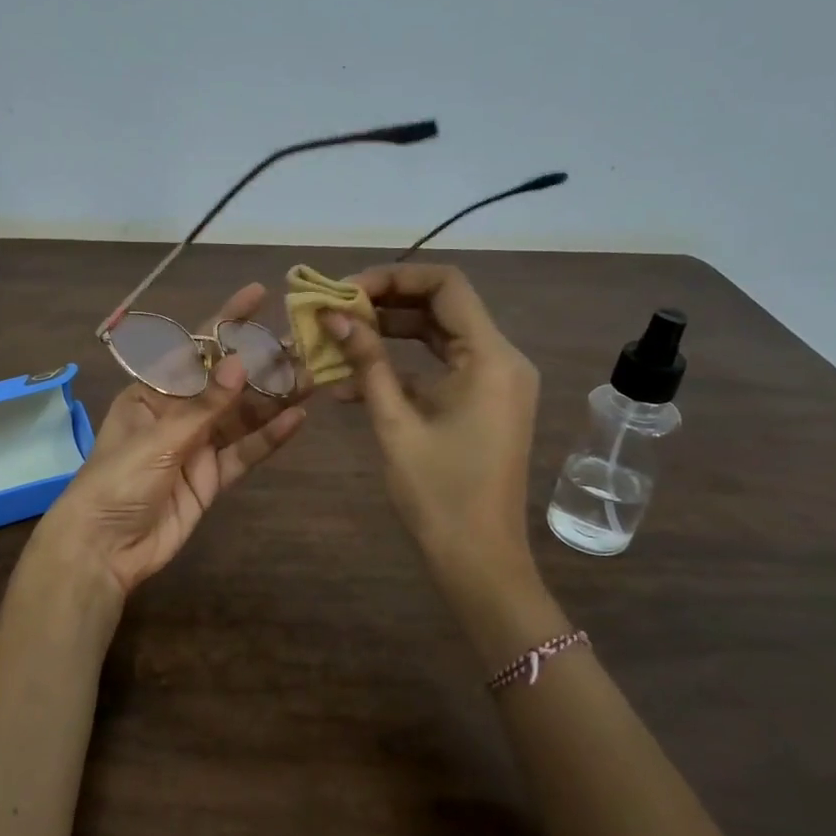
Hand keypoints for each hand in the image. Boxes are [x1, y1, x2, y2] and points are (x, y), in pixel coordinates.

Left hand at [24, 283, 307, 625]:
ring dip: (275, 398)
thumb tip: (241, 362)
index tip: (259, 294)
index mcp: (153, 392)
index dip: (226, 321)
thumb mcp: (158, 439)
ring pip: (243, 416)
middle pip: (227, 382)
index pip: (195, 349)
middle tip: (305, 343)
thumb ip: (204, 405)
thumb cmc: (116, 482)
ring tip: (313, 376)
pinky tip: (298, 420)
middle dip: (262, 362)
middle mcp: (178, 413)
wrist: (104, 549)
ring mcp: (198, 446)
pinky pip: (245, 452)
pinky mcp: (212, 478)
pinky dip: (270, 438)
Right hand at [320, 264, 550, 616]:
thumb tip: (334, 316)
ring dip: (388, 334)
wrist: (478, 558)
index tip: (345, 291)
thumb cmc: (438, 493)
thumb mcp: (396, 423)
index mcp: (490, 358)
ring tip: (337, 339)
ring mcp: (493, 381)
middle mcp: (500, 359)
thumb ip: (367, 363)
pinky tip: (352, 383)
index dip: (393, 277)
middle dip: (385, 303)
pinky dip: (401, 366)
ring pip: (437, 334)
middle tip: (334, 311)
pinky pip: (439, 366)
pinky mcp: (481, 401)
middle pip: (441, 305)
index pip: (445, 285)